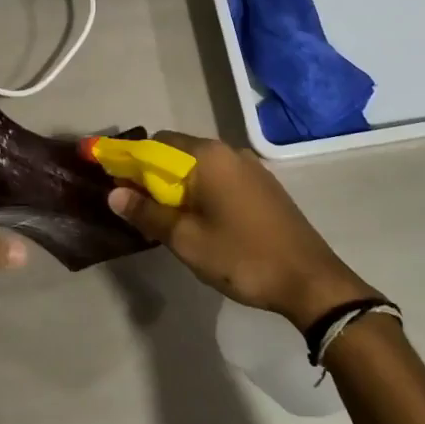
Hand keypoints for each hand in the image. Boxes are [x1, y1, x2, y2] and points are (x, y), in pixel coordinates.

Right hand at [108, 132, 378, 330]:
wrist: (310, 280)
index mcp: (208, 156)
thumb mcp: (186, 240)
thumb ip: (148, 213)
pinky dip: (201, 191)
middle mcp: (229, 151)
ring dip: (178, 186)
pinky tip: (200, 221)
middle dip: (153, 176)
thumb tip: (114, 193)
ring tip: (167, 220)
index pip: (155, 144)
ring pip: (200, 166)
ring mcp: (250, 167)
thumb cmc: (242, 257)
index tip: (116, 185)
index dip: (130, 162)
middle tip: (139, 210)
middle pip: (177, 152)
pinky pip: (220, 178)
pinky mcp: (263, 185)